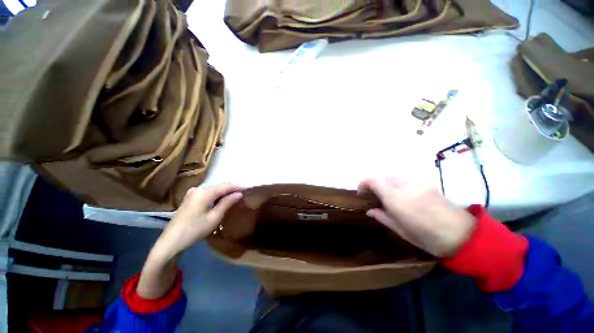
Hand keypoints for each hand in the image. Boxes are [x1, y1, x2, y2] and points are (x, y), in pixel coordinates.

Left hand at [151, 183, 242, 260]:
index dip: (238, 187)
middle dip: (231, 190)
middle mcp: (198, 188)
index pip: (226, 186)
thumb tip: (239, 193)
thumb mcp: (214, 217)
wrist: (170, 242)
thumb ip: (227, 203)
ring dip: (224, 193)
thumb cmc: (195, 230)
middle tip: (242, 195)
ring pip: (213, 190)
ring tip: (235, 198)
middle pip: (219, 186)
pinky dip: (216, 196)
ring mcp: (193, 193)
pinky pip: (207, 193)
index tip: (248, 190)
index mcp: (205, 192)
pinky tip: (221, 201)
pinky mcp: (190, 198)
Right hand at [358, 177, 475, 257]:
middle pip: (384, 176)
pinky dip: (397, 185)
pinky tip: (402, 197)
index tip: (360, 191)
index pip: (375, 180)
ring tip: (386, 196)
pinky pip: (406, 180)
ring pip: (395, 177)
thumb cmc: (430, 239)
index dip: (363, 183)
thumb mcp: (402, 232)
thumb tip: (370, 211)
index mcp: (398, 200)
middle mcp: (407, 187)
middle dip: (374, 183)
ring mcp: (419, 184)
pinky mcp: (428, 185)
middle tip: (372, 195)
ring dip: (386, 184)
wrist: (466, 237)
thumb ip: (383, 217)